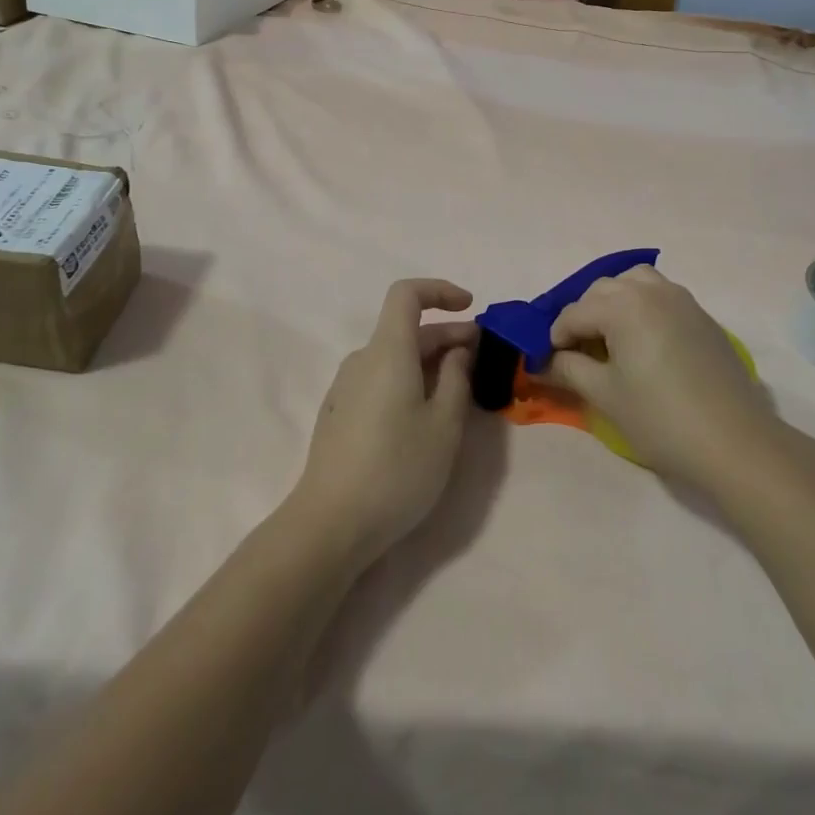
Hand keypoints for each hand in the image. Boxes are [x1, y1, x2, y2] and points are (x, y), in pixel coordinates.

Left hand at [291, 279, 478, 568]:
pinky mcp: (340, 413)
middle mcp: (362, 359)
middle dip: (448, 335)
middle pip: (406, 329)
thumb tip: (457, 351)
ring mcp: (346, 387)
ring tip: (462, 391)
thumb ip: (457, 378)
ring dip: (431, 362)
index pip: (407, 294)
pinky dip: (410, 381)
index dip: (440, 291)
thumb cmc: (397, 469)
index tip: (470, 307)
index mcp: (387, 351)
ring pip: (395, 358)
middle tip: (483, 358)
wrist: (331, 523)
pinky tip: (427, 414)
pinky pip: (381, 380)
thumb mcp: (444, 424)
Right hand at [541, 265, 782, 491]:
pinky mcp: (702, 316)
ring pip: (634, 282)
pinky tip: (644, 343)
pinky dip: (643, 307)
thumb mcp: (605, 395)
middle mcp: (650, 290)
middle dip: (583, 316)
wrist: (734, 442)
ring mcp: (681, 299)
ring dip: (614, 302)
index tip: (549, 364)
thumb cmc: (660, 419)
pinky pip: (661, 296)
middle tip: (577, 353)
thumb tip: (545, 361)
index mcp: (622, 305)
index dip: (554, 338)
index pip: (573, 313)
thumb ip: (569, 369)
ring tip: (611, 338)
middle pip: (602, 290)